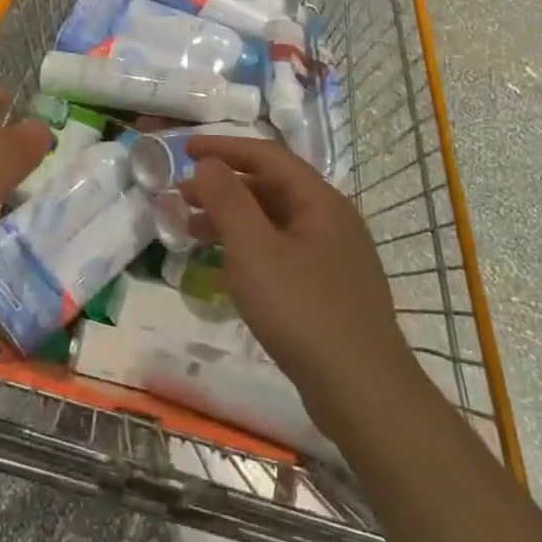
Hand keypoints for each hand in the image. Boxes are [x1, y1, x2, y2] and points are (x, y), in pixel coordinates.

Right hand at [182, 137, 410, 423]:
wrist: (362, 393)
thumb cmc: (303, 311)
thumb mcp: (254, 250)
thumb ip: (228, 200)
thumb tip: (208, 163)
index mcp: (319, 201)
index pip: (267, 156)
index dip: (223, 148)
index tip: (183, 149)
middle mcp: (330, 220)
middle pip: (270, 187)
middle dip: (222, 185)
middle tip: (179, 194)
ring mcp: (332, 257)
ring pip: (273, 222)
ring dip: (231, 218)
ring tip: (189, 228)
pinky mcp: (327, 289)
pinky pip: (280, 251)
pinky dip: (248, 248)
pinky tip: (224, 265)